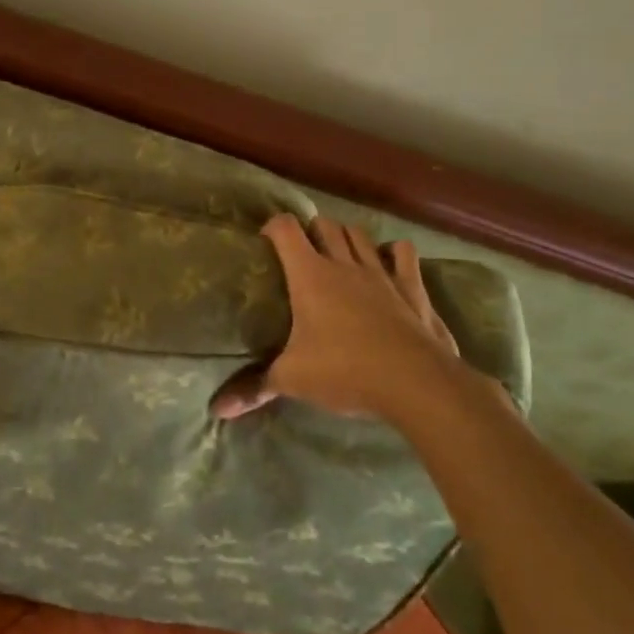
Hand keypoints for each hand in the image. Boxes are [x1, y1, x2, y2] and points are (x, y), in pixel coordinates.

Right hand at [213, 214, 474, 423]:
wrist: (415, 382)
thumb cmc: (345, 371)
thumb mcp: (292, 380)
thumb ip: (255, 388)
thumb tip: (218, 409)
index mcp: (310, 275)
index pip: (285, 229)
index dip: (273, 227)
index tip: (265, 241)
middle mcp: (344, 264)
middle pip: (325, 224)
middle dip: (311, 231)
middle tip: (302, 254)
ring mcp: (381, 272)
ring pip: (360, 234)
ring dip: (347, 238)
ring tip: (339, 255)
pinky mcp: (411, 286)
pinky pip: (402, 252)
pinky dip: (393, 252)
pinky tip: (388, 263)